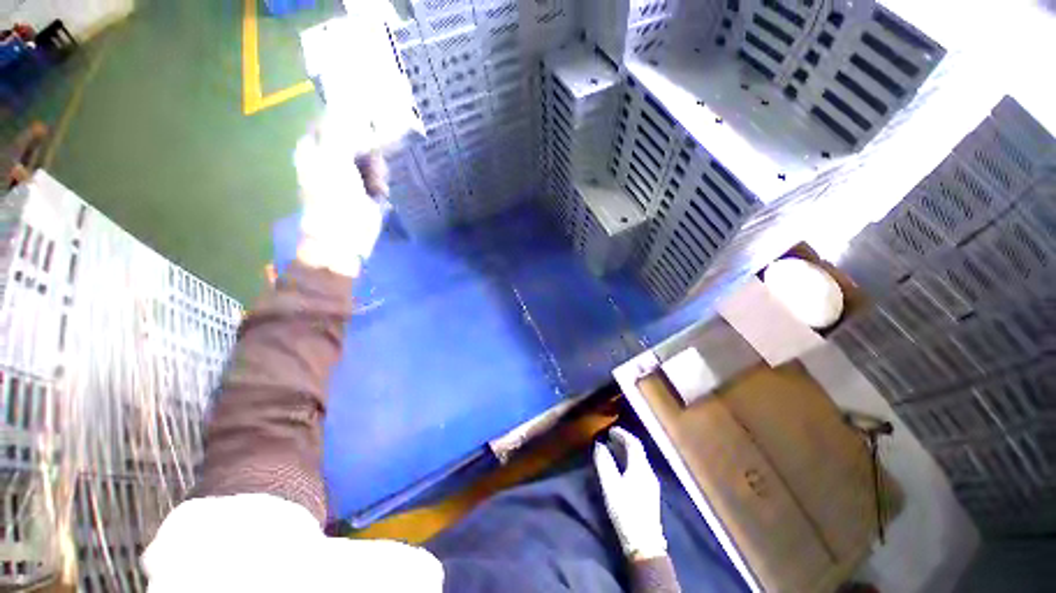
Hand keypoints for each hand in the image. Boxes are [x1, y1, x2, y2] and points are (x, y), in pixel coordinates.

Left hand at [293, 113, 386, 276]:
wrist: (343, 239)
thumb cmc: (334, 201)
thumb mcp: (335, 161)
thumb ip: (341, 131)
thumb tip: (352, 106)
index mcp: (315, 146)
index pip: (335, 119)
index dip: (354, 120)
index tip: (373, 126)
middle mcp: (329, 156)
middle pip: (357, 138)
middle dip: (371, 150)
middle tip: (374, 164)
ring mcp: (347, 174)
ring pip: (371, 157)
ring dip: (378, 169)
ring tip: (376, 185)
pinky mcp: (363, 189)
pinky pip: (377, 175)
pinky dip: (381, 183)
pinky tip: (379, 194)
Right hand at [594, 427, 666, 559]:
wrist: (644, 543)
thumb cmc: (625, 511)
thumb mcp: (610, 486)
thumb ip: (604, 463)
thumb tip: (599, 445)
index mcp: (640, 467)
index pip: (633, 443)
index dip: (622, 434)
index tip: (610, 430)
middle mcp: (648, 472)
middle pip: (637, 451)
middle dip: (623, 441)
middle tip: (609, 438)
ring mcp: (651, 483)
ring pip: (639, 460)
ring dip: (626, 452)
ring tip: (612, 450)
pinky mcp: (650, 493)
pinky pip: (639, 469)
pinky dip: (629, 462)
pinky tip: (621, 468)